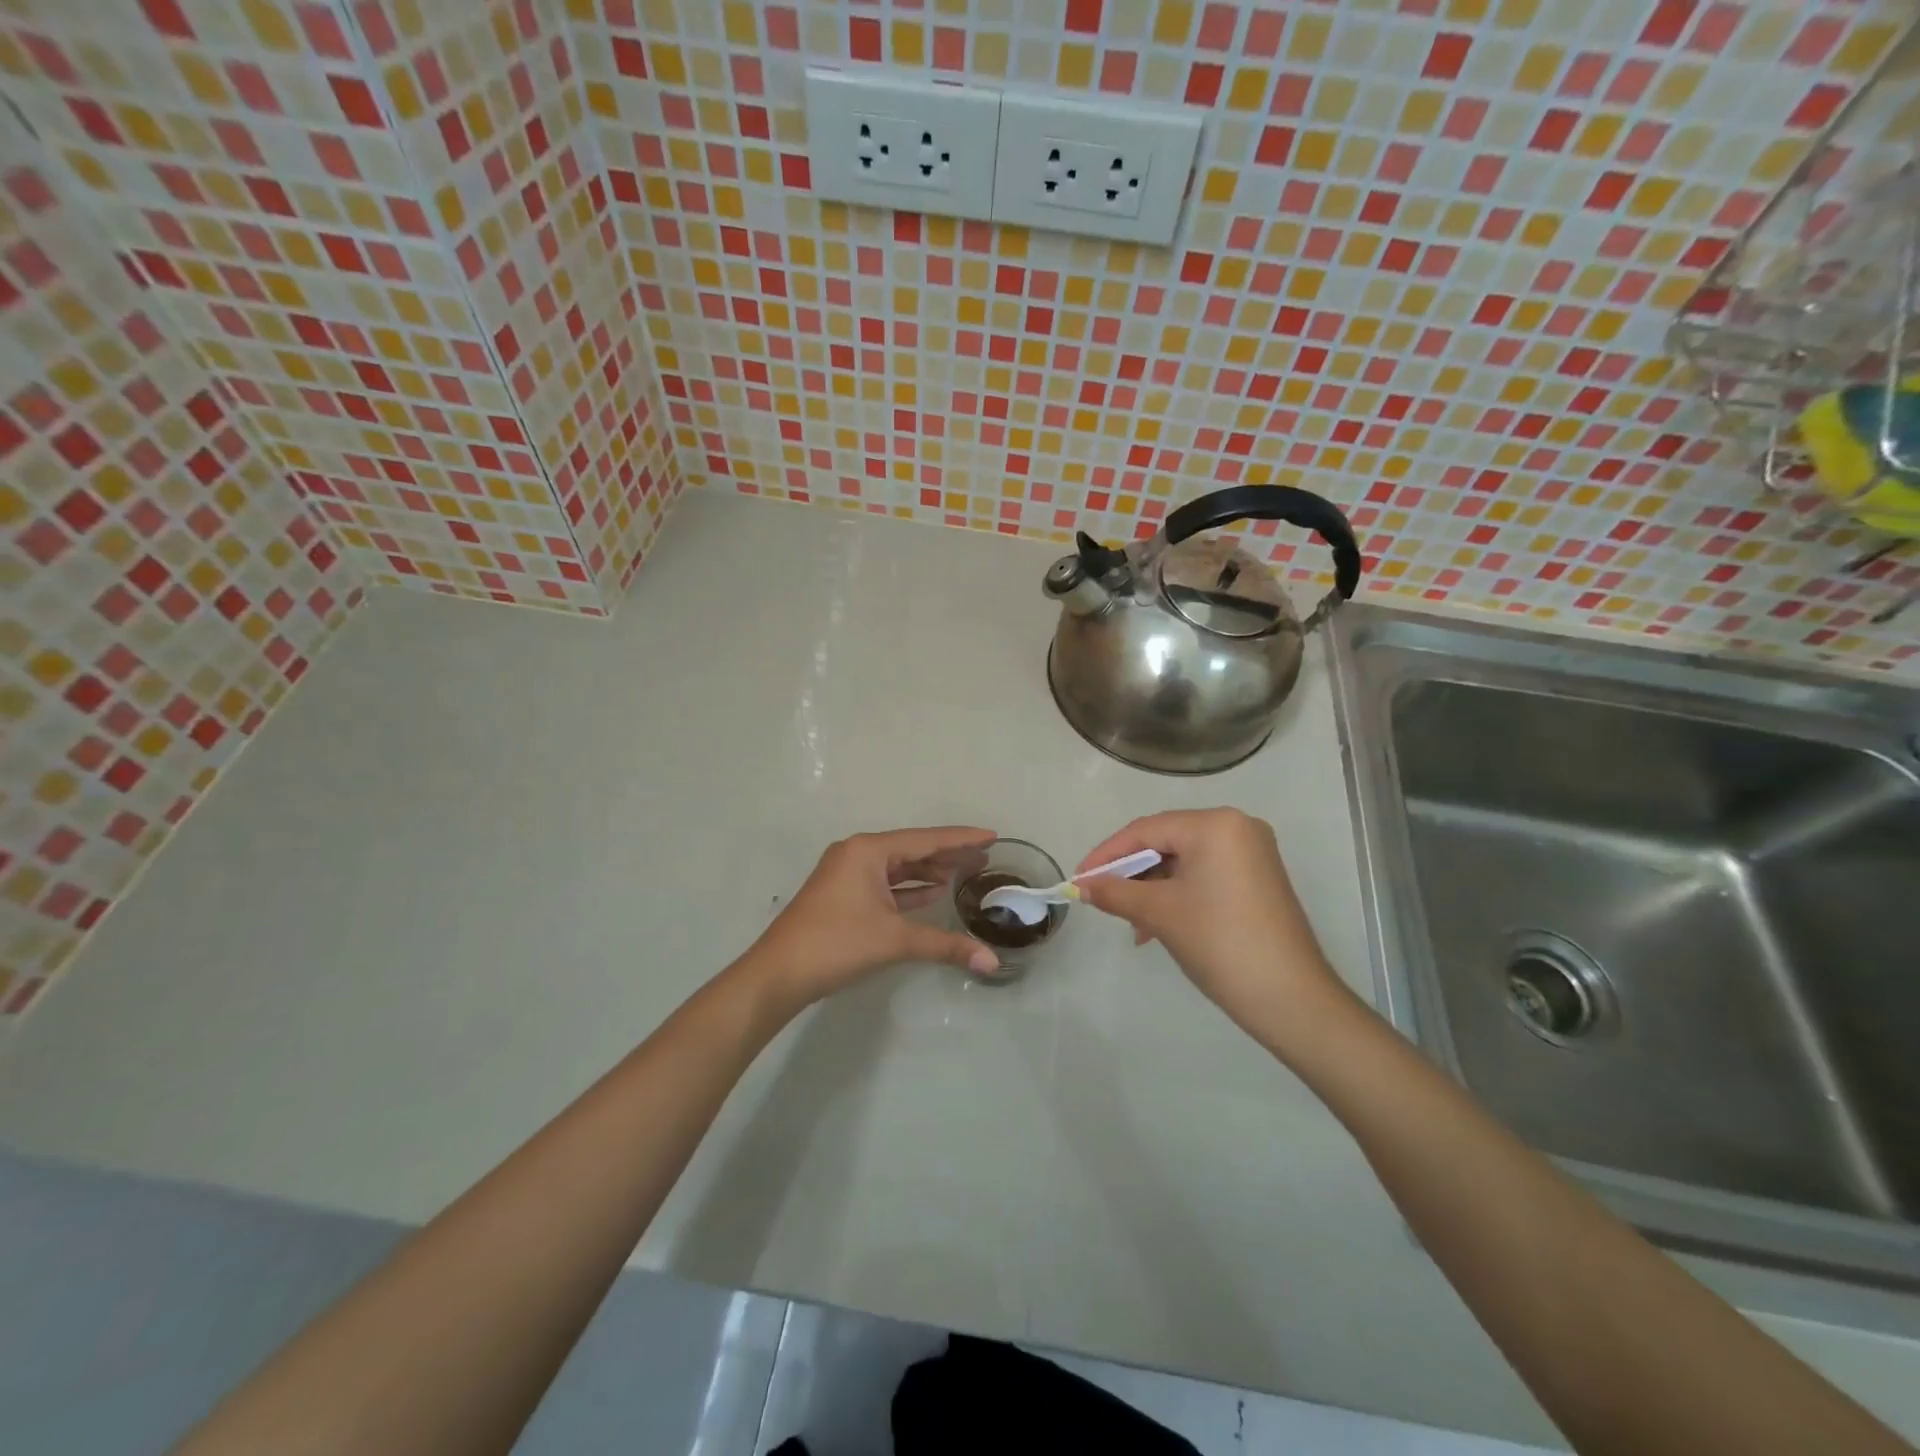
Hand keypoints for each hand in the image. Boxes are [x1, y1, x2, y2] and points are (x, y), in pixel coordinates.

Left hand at [744, 827, 1001, 1011]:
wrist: (778, 974)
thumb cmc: (836, 944)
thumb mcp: (894, 940)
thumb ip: (945, 945)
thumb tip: (992, 962)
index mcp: (867, 851)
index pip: (925, 839)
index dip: (961, 838)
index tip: (992, 835)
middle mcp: (857, 854)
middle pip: (912, 849)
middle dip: (948, 854)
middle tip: (985, 856)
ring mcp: (847, 875)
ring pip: (898, 867)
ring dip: (929, 871)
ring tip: (965, 872)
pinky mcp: (843, 896)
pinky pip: (885, 884)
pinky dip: (909, 888)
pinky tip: (933, 892)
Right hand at [1075, 809, 1343, 1038]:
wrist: (1291, 998)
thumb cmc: (1220, 943)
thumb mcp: (1159, 913)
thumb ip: (1115, 892)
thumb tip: (1081, 886)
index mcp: (1215, 825)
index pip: (1146, 830)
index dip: (1107, 854)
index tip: (1078, 879)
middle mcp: (1237, 827)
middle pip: (1165, 842)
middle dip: (1130, 873)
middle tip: (1101, 899)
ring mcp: (1252, 853)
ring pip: (1183, 862)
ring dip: (1152, 889)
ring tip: (1133, 924)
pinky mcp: (1258, 879)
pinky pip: (1204, 875)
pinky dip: (1177, 895)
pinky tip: (1158, 926)